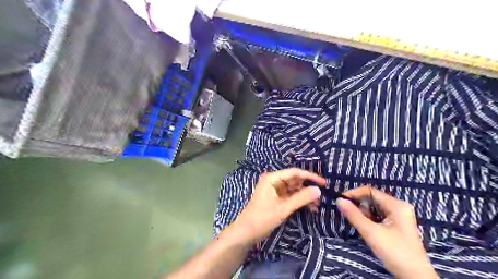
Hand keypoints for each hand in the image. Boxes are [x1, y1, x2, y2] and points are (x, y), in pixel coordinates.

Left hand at [235, 168, 327, 243]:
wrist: (246, 232)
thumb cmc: (262, 218)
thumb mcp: (283, 208)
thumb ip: (301, 198)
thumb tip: (318, 190)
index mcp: (272, 178)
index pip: (294, 173)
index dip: (310, 176)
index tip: (323, 183)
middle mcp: (274, 181)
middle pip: (295, 180)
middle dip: (307, 188)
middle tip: (321, 197)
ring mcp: (275, 190)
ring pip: (294, 189)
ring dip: (305, 195)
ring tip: (316, 205)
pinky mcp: (276, 199)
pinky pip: (290, 196)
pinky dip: (299, 201)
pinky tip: (309, 207)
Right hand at [337, 186, 436, 278]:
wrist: (415, 277)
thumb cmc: (395, 252)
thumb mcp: (371, 233)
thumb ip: (354, 215)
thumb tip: (339, 200)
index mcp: (396, 205)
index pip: (370, 191)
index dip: (354, 194)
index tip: (341, 200)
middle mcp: (399, 207)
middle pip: (372, 199)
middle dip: (359, 205)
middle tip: (348, 214)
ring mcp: (399, 216)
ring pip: (374, 208)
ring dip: (364, 213)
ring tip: (361, 225)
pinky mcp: (397, 224)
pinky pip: (379, 215)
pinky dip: (370, 219)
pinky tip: (368, 228)